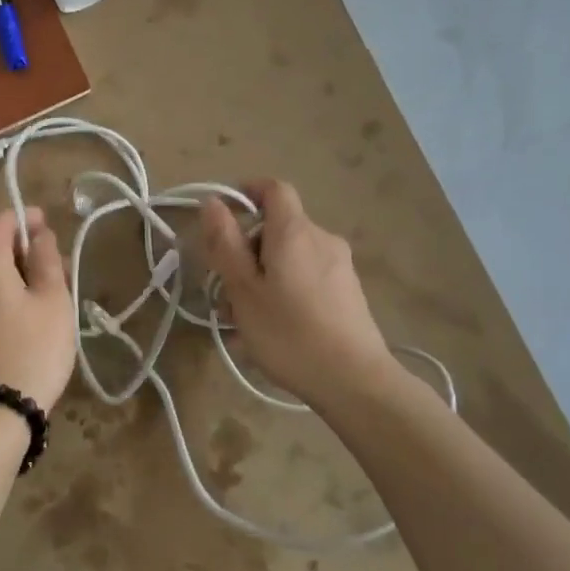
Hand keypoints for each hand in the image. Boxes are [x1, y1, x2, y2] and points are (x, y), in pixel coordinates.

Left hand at [0, 207, 75, 410]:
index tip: (50, 226)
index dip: (27, 219)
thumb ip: (46, 259)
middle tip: (57, 270)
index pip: (2, 222)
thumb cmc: (33, 348)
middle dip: (22, 252)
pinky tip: (20, 319)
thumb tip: (39, 234)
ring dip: (10, 276)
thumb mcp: (53, 300)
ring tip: (43, 298)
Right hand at [199, 180, 396, 407]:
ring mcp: (340, 266)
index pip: (274, 189)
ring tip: (245, 320)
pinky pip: (308, 276)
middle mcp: (322, 239)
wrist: (356, 381)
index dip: (248, 192)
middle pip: (278, 227)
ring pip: (291, 256)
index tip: (224, 217)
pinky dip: (286, 290)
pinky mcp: (349, 291)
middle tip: (226, 290)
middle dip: (248, 250)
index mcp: (295, 232)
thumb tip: (213, 203)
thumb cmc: (289, 333)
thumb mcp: (244, 290)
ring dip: (264, 276)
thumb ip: (225, 243)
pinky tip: (275, 330)